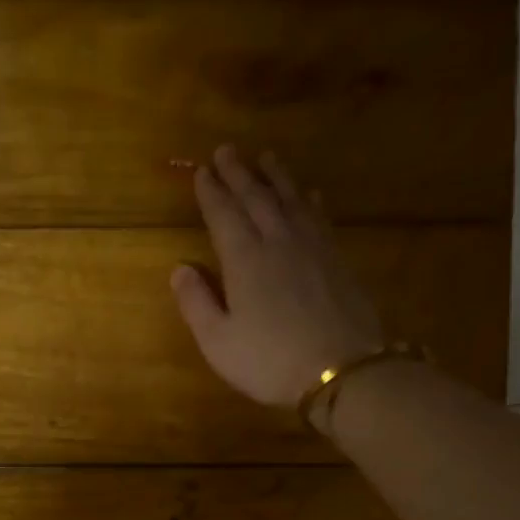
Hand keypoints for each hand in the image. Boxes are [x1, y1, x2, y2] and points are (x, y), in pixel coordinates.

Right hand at [172, 145, 385, 409]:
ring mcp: (312, 246)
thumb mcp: (218, 342)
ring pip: (290, 199)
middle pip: (256, 197)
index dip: (210, 192)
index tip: (200, 171)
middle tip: (226, 150)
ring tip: (265, 158)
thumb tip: (180, 269)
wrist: (340, 369)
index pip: (223, 215)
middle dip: (239, 173)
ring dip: (275, 176)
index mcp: (244, 260)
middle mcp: (278, 240)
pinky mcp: (336, 258)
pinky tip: (307, 194)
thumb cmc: (268, 361)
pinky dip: (307, 199)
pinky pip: (318, 216)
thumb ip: (196, 303)